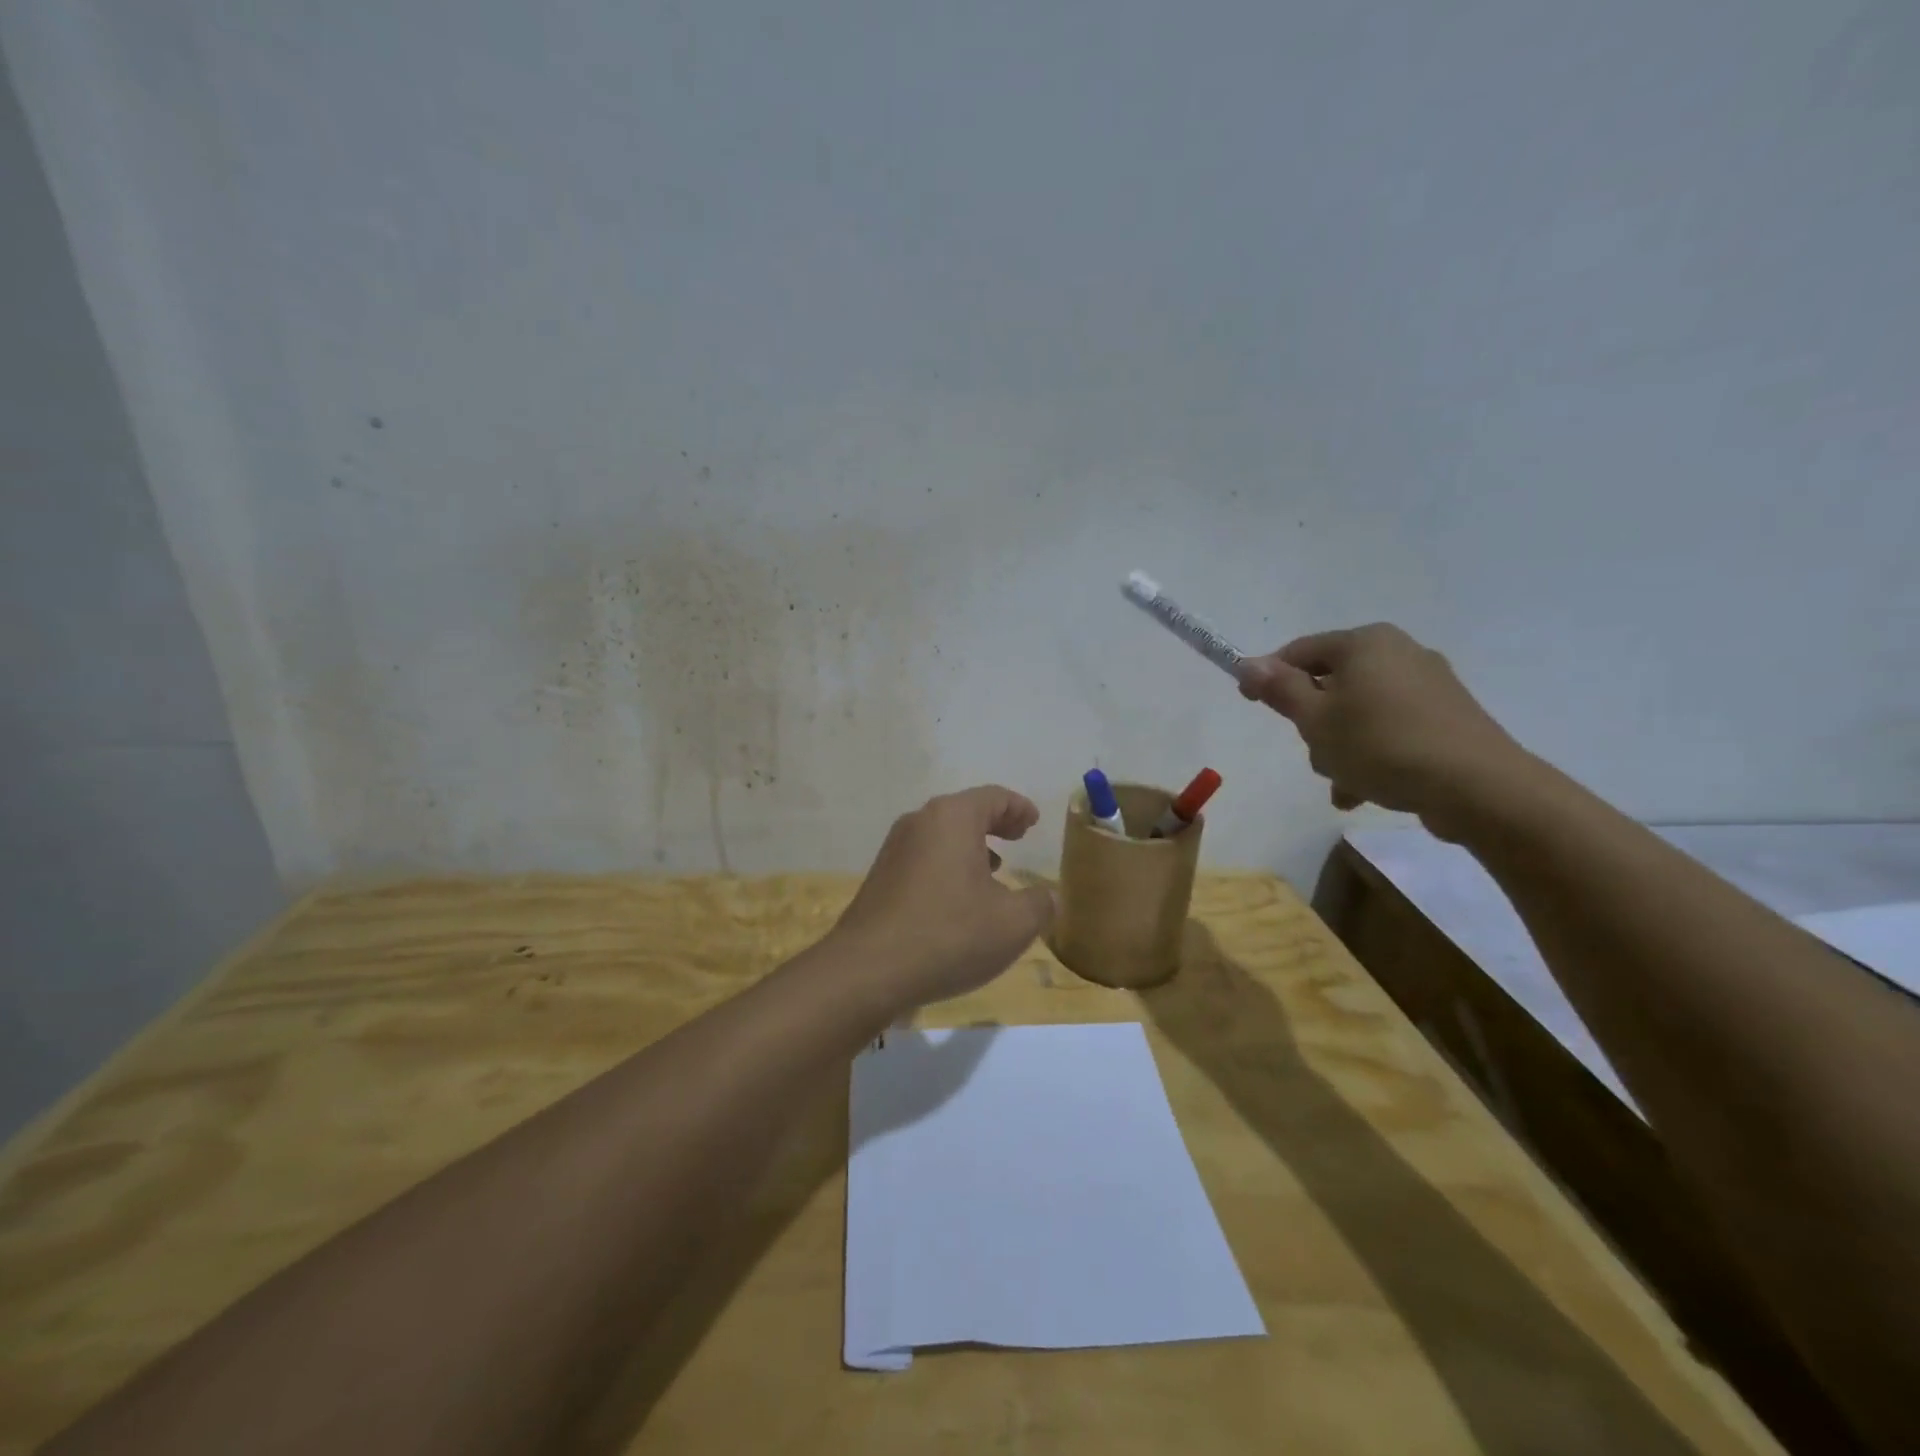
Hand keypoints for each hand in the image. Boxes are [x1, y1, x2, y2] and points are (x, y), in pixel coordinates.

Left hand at [828, 786, 1056, 1011]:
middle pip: (964, 811)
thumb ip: (1040, 903)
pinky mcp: (880, 877)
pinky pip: (923, 858)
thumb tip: (1048, 895)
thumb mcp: (1013, 924)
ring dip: (970, 846)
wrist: (868, 970)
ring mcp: (894, 849)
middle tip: (1018, 837)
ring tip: (994, 868)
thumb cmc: (949, 934)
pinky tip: (958, 898)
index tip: (1034, 822)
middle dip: (995, 823)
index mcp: (952, 818)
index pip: (993, 797)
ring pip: (941, 835)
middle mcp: (919, 822)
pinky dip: (948, 864)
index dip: (1019, 807)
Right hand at [1237, 623, 1527, 838]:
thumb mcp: (1316, 720)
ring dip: (1340, 746)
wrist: (1476, 786)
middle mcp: (1399, 652)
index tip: (1249, 703)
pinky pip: (1390, 729)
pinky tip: (1364, 790)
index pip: (1300, 651)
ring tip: (1342, 783)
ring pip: (1360, 712)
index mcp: (1365, 643)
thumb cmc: (1381, 745)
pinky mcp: (1447, 716)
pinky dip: (1372, 753)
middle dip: (1314, 722)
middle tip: (1313, 751)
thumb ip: (1281, 689)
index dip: (1268, 676)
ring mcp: (1428, 685)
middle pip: (1332, 683)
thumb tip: (1250, 664)